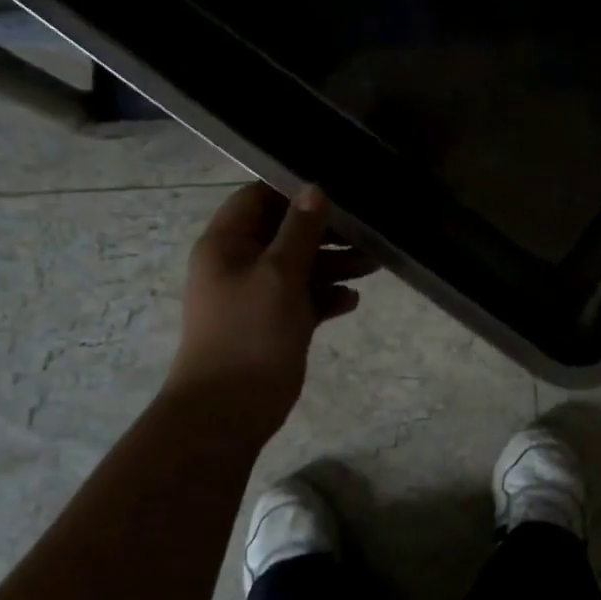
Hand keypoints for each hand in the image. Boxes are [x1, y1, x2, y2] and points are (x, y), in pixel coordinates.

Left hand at [161, 182, 376, 445]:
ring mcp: (257, 295)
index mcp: (227, 243)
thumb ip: (300, 230)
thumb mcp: (279, 274)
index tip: (337, 191)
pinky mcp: (274, 323)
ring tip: (373, 263)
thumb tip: (314, 188)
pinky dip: (326, 296)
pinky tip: (352, 300)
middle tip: (366, 230)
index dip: (294, 190)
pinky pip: (303, 299)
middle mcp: (240, 263)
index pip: (258, 198)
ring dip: (333, 263)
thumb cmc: (249, 333)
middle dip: (325, 231)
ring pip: (299, 266)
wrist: (228, 410)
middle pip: (285, 232)